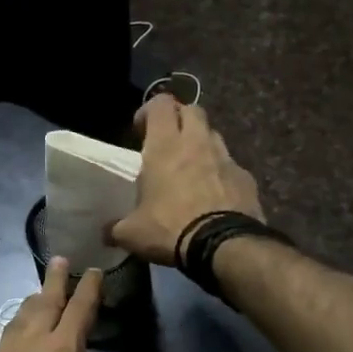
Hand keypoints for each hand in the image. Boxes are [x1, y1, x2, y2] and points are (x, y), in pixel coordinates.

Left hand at [0, 258, 140, 351]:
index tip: (94, 270)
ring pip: (16, 322)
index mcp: (63, 350)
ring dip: (29, 307)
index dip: (90, 288)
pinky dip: (10, 344)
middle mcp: (29, 345)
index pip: (80, 309)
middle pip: (43, 302)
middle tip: (57, 260)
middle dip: (54, 280)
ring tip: (34, 300)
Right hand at [109, 95, 262, 265]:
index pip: (160, 104)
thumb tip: (106, 233)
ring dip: (201, 143)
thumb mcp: (132, 233)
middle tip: (168, 142)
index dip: (149, 111)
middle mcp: (197, 143)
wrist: (223, 246)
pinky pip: (230, 165)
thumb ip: (116, 228)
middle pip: (192, 110)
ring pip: (213, 134)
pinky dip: (220, 172)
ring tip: (191, 167)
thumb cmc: (169, 228)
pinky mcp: (246, 178)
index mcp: (165, 146)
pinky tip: (213, 193)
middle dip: (179, 119)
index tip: (140, 130)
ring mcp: (226, 158)